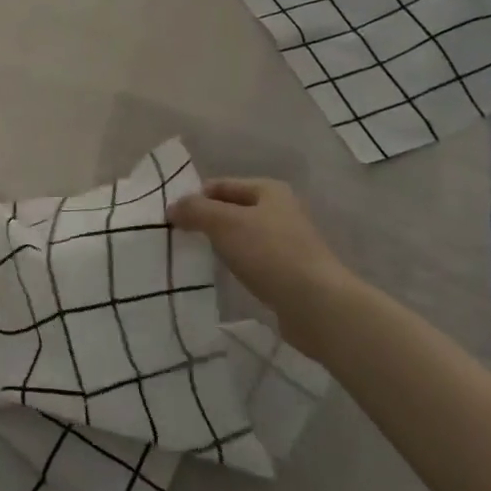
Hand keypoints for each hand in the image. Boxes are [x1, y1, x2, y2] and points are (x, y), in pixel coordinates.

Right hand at [168, 178, 355, 347]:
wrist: (317, 305)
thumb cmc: (269, 253)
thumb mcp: (224, 223)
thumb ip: (194, 210)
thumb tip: (172, 208)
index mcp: (268, 190)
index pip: (220, 185)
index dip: (195, 198)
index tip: (173, 219)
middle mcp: (281, 210)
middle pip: (232, 210)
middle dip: (207, 221)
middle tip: (181, 238)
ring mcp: (288, 242)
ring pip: (242, 236)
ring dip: (222, 244)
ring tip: (199, 257)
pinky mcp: (290, 271)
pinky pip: (254, 260)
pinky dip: (238, 264)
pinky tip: (227, 276)